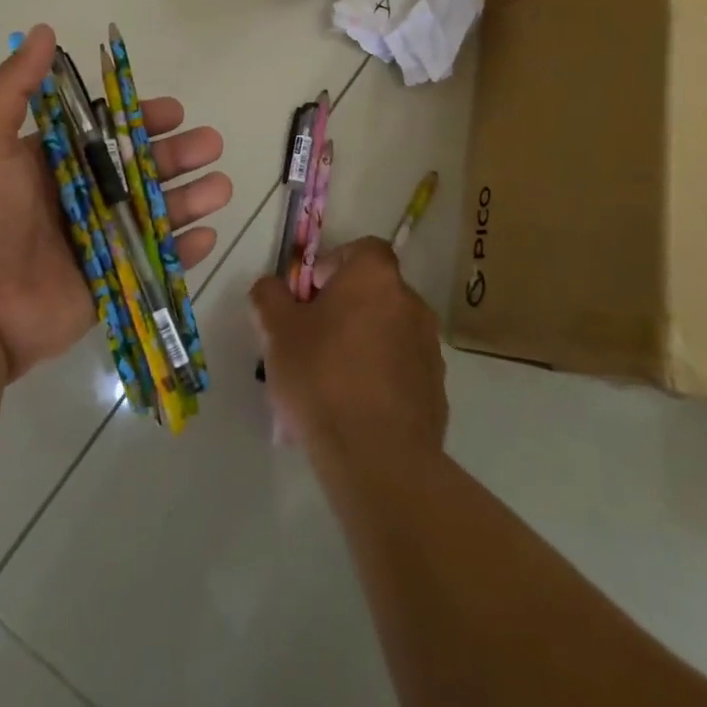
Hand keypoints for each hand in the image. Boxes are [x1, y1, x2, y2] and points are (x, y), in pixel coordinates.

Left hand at [0, 25, 231, 379]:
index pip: (108, 133)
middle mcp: (81, 197)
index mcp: (56, 162)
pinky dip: (183, 252)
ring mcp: (99, 241)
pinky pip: (155, 263)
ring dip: (191, 198)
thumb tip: (43, 30)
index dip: (142, 120)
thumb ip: (13, 87)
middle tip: (211, 145)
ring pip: (156, 213)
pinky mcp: (110, 282)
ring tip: (221, 187)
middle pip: (141, 170)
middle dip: (178, 156)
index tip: (174, 112)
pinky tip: (207, 235)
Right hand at [251, 237, 446, 461]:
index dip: (335, 264)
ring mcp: (429, 348)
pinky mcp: (437, 390)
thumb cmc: (322, 376)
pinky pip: (402, 369)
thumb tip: (271, 286)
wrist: (378, 458)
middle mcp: (411, 303)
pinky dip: (382, 377)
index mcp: (375, 277)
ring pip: (389, 331)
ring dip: (365, 342)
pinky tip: (356, 407)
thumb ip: (270, 297)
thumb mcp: (277, 331)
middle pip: (374, 291)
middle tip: (314, 337)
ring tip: (332, 379)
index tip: (312, 294)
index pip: (363, 249)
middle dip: (346, 308)